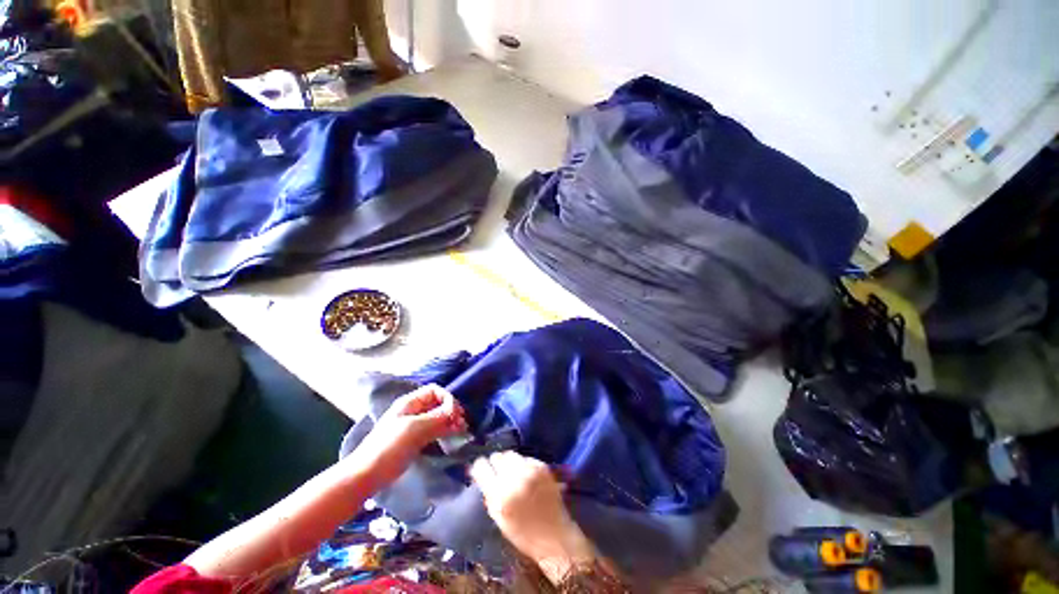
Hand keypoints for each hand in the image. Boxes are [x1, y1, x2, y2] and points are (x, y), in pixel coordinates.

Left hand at [352, 384, 467, 486]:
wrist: (367, 475)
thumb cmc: (389, 447)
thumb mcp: (414, 429)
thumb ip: (437, 418)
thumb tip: (455, 411)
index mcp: (409, 403)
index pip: (435, 391)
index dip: (447, 398)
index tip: (456, 414)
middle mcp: (413, 411)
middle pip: (438, 403)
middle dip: (451, 410)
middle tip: (462, 424)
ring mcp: (414, 426)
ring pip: (438, 417)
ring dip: (450, 421)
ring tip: (461, 431)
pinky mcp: (415, 440)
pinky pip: (434, 430)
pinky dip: (445, 431)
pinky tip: (452, 437)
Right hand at [470, 451, 596, 583]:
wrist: (555, 535)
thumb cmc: (523, 534)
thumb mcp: (498, 518)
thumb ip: (489, 494)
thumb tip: (481, 475)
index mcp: (500, 495)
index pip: (482, 466)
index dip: (480, 468)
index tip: (481, 471)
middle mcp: (514, 478)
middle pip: (497, 457)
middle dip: (495, 464)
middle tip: (497, 474)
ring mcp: (530, 470)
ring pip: (510, 454)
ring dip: (508, 462)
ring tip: (511, 474)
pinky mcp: (542, 467)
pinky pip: (525, 458)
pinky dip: (522, 464)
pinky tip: (525, 476)